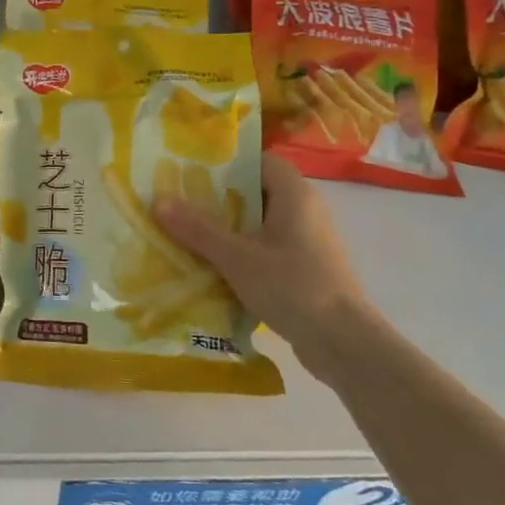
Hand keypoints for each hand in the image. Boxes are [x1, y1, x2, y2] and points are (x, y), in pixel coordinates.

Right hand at [154, 152, 373, 377]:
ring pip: (263, 223)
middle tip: (183, 204)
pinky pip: (270, 248)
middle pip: (258, 192)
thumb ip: (198, 229)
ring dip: (230, 228)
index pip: (261, 161)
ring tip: (192, 234)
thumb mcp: (237, 257)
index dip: (229, 163)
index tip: (194, 172)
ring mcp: (310, 242)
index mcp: (295, 195)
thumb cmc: (292, 286)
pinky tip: (218, 266)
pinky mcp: (309, 268)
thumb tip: (159, 201)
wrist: (344, 343)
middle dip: (221, 198)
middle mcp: (307, 211)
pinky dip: (245, 252)